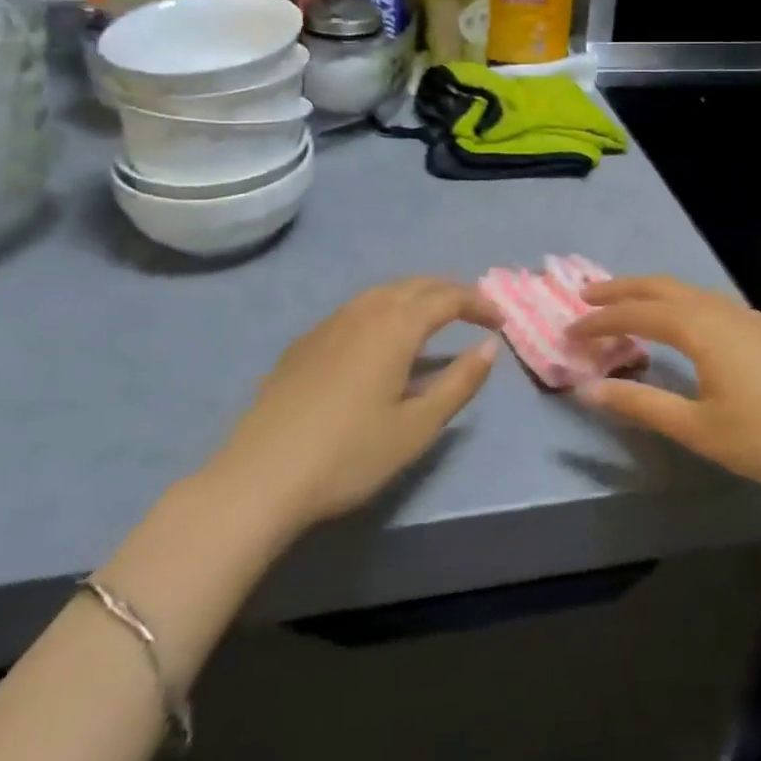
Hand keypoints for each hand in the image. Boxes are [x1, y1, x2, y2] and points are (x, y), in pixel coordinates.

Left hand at [205, 278, 501, 537]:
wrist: (261, 476)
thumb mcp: (417, 426)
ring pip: (384, 292)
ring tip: (434, 318)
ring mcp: (330, 322)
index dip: (479, 304)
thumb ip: (460, 382)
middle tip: (474, 311)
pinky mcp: (306, 341)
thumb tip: (489, 347)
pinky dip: (385, 309)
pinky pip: (357, 308)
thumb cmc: (349, 454)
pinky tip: (381, 338)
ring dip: (416, 296)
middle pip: (416, 284)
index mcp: (397, 325)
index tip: (500, 321)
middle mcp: (365, 310)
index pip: (448, 298)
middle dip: (450, 292)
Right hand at [572, 276, 760, 496]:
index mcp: (697, 327)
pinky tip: (680, 322)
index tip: (567, 331)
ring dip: (649, 293)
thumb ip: (641, 405)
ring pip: (684, 290)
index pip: (634, 313)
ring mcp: (743, 314)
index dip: (597, 321)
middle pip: (657, 286)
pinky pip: (705, 299)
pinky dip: (676, 301)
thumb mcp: (699, 429)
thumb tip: (589, 388)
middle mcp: (716, 308)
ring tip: (625, 304)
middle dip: (619, 289)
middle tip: (586, 297)